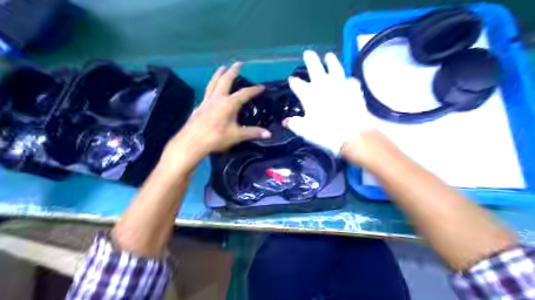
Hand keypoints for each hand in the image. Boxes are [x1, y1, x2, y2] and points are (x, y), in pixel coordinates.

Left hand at [161, 63, 272, 170]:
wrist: (192, 142)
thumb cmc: (216, 138)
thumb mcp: (237, 136)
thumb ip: (253, 133)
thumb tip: (269, 134)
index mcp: (228, 104)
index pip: (244, 94)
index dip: (254, 90)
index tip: (262, 87)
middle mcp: (217, 98)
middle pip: (225, 80)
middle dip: (233, 71)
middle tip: (238, 63)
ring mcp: (206, 101)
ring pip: (213, 83)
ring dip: (219, 74)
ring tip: (222, 67)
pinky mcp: (199, 106)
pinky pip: (206, 93)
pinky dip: (211, 87)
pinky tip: (211, 90)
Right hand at [284, 51, 372, 154]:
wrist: (352, 133)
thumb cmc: (325, 131)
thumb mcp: (305, 130)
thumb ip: (294, 124)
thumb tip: (285, 122)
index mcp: (309, 94)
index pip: (297, 84)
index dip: (293, 82)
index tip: (291, 79)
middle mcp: (323, 85)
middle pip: (315, 68)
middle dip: (310, 60)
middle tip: (308, 53)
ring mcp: (340, 85)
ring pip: (335, 68)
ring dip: (331, 61)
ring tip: (329, 55)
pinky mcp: (354, 89)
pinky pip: (350, 81)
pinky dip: (348, 80)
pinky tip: (348, 80)